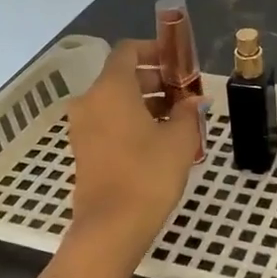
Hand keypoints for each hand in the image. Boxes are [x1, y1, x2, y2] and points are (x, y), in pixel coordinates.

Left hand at [65, 38, 202, 243]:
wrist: (110, 228)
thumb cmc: (147, 174)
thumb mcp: (179, 140)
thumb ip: (188, 112)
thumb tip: (194, 100)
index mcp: (111, 88)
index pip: (128, 50)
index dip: (154, 49)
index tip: (178, 61)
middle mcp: (90, 100)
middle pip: (122, 75)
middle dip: (154, 79)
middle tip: (184, 93)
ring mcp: (82, 126)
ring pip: (115, 100)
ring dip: (145, 101)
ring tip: (177, 118)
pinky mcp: (83, 149)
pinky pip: (108, 120)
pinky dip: (131, 120)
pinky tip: (158, 138)